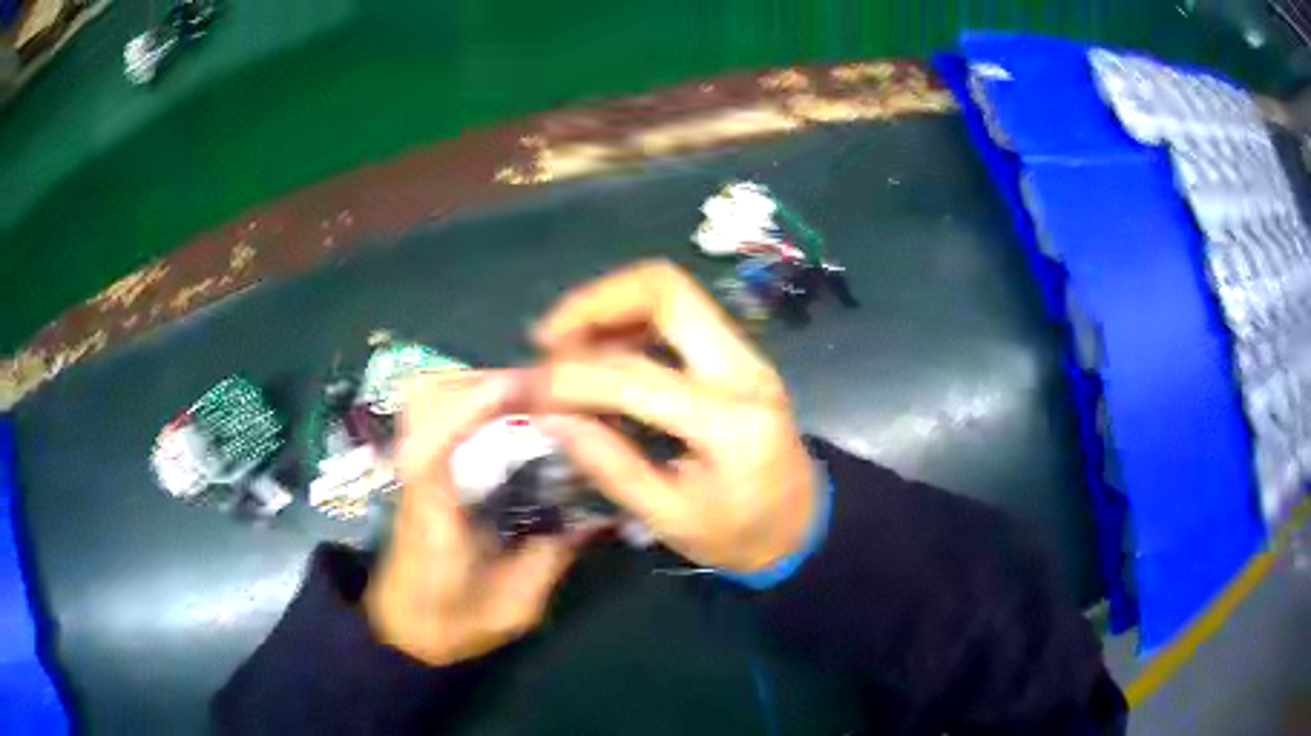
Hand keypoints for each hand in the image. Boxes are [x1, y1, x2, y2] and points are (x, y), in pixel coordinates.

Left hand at [364, 371, 579, 665]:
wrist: (405, 632)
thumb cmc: (454, 623)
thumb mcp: (514, 604)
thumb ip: (552, 557)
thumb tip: (599, 516)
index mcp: (433, 511)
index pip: (437, 438)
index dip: (479, 401)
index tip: (533, 391)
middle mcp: (414, 477)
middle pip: (425, 398)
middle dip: (483, 382)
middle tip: (539, 394)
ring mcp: (409, 469)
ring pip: (424, 397)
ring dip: (472, 385)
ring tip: (522, 399)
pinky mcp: (414, 470)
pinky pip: (430, 412)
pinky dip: (462, 398)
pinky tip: (501, 417)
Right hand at [530, 260, 817, 573]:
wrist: (806, 524)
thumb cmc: (742, 535)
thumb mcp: (671, 518)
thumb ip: (610, 465)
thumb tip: (550, 416)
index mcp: (730, 423)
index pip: (634, 377)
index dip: (569, 378)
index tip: (525, 390)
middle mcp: (743, 369)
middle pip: (664, 290)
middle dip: (593, 304)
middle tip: (547, 341)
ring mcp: (746, 354)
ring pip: (670, 292)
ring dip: (609, 307)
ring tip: (565, 348)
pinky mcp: (738, 354)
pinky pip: (677, 313)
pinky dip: (629, 320)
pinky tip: (601, 353)